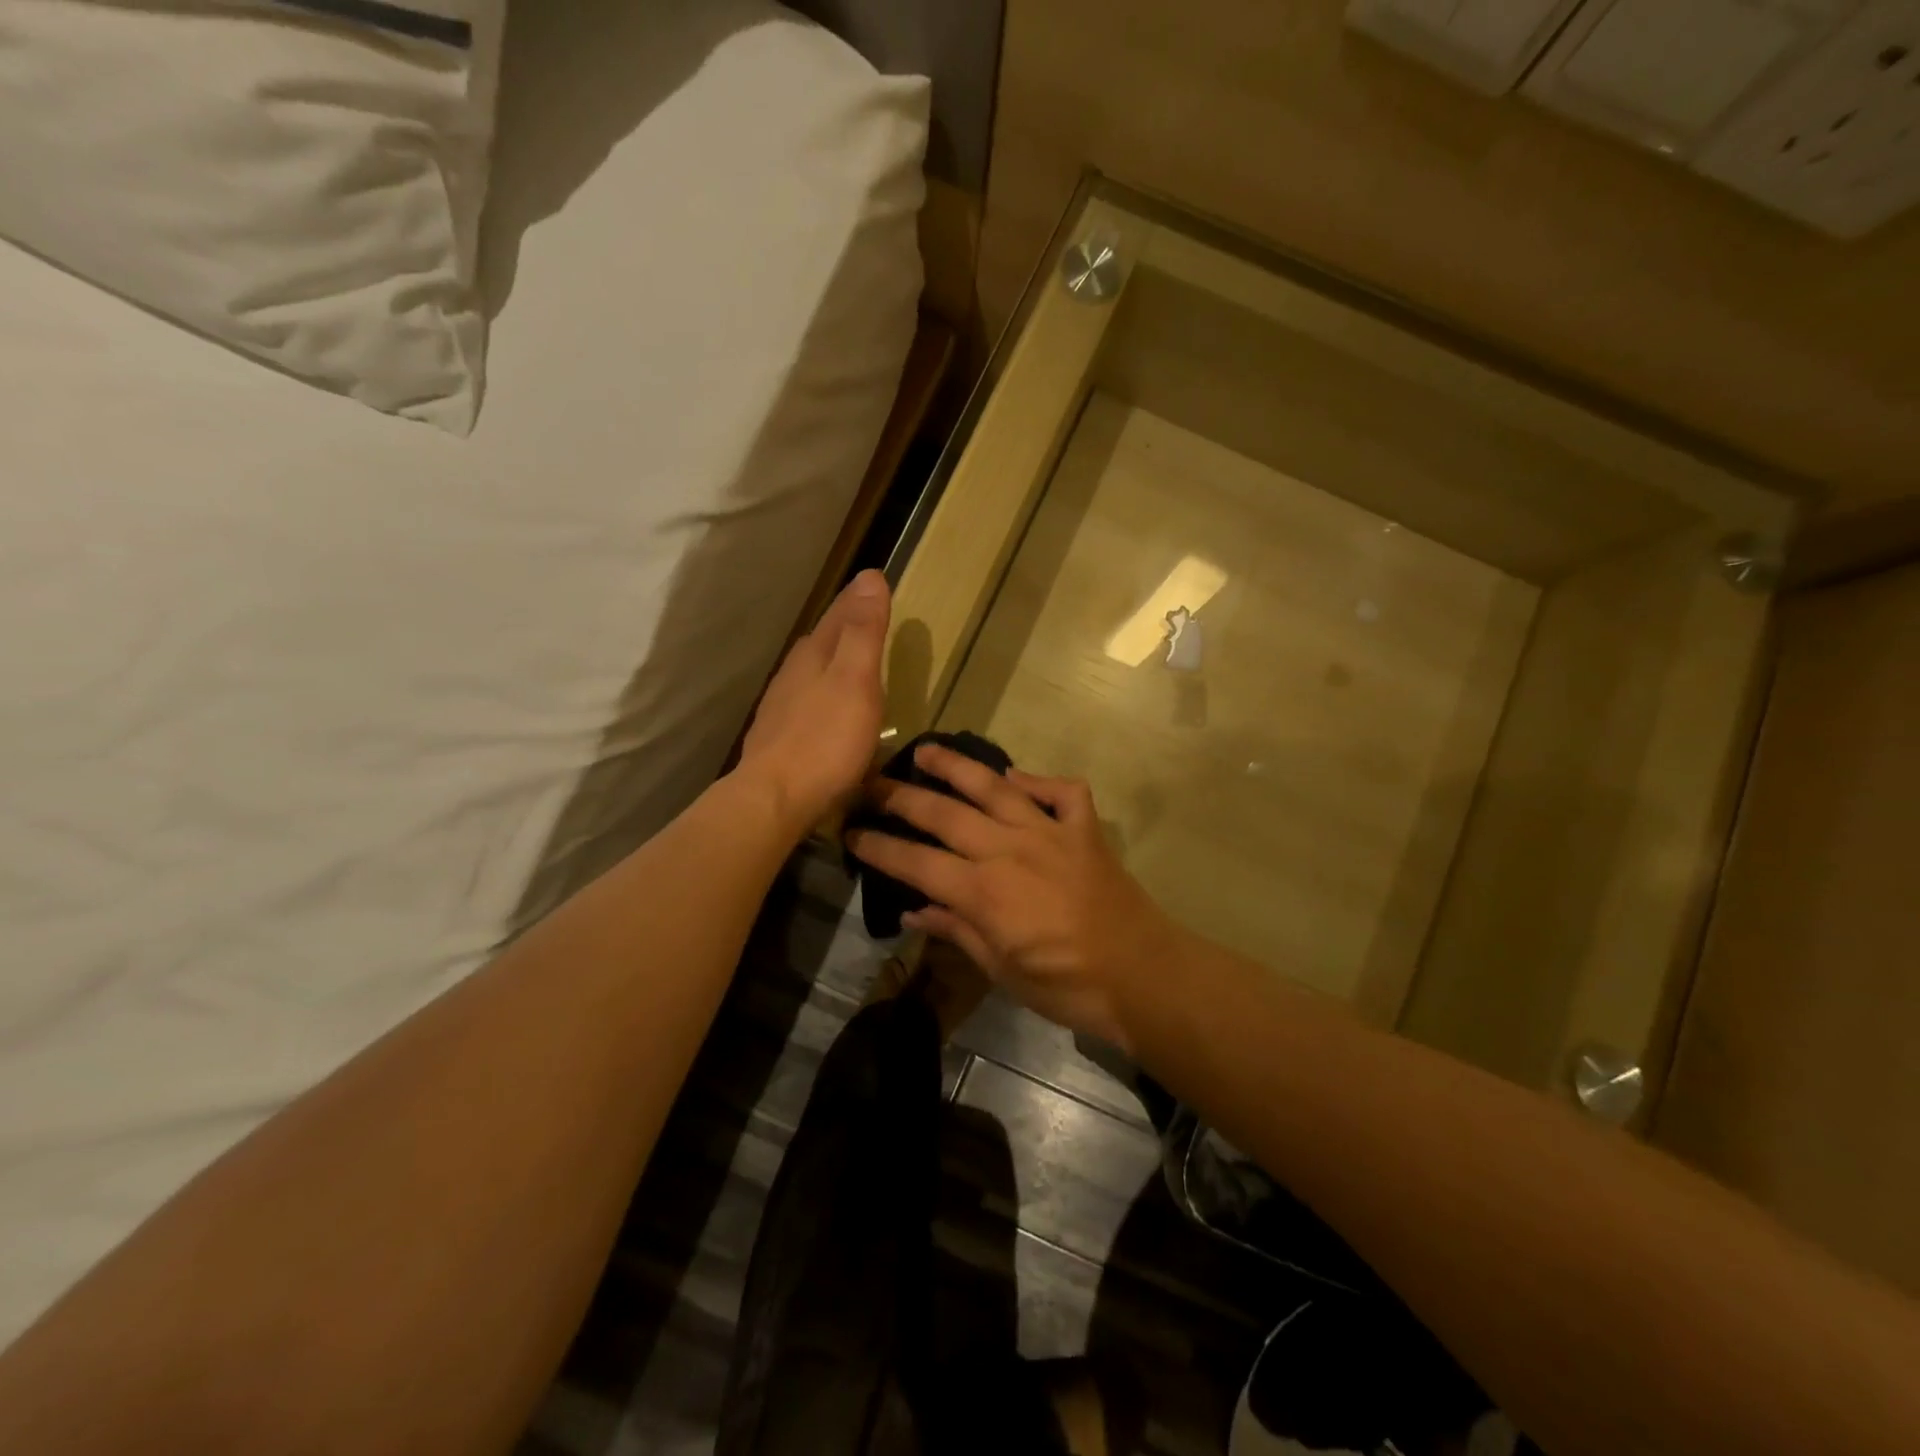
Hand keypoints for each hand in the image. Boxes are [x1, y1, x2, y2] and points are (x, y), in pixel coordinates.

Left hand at [737, 570, 889, 835]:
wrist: (775, 797)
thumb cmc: (825, 739)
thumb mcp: (856, 680)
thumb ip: (863, 632)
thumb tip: (869, 576)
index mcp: (815, 655)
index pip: (839, 615)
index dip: (858, 599)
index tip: (874, 582)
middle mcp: (794, 673)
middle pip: (823, 639)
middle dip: (843, 624)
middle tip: (865, 613)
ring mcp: (782, 706)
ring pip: (811, 669)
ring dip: (831, 658)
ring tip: (849, 656)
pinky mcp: (779, 736)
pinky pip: (806, 699)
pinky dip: (822, 691)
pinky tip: (828, 706)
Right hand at [845, 743, 1181, 1050]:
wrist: (1141, 974)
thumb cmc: (1065, 985)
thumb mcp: (1001, 970)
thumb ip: (956, 932)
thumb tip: (912, 910)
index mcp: (984, 892)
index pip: (917, 862)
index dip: (879, 847)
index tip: (851, 833)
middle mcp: (1009, 850)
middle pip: (945, 814)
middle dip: (902, 797)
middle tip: (873, 782)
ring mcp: (1049, 833)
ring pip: (995, 788)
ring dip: (958, 766)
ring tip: (927, 749)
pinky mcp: (1083, 829)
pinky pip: (1060, 792)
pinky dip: (1038, 780)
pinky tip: (1017, 778)